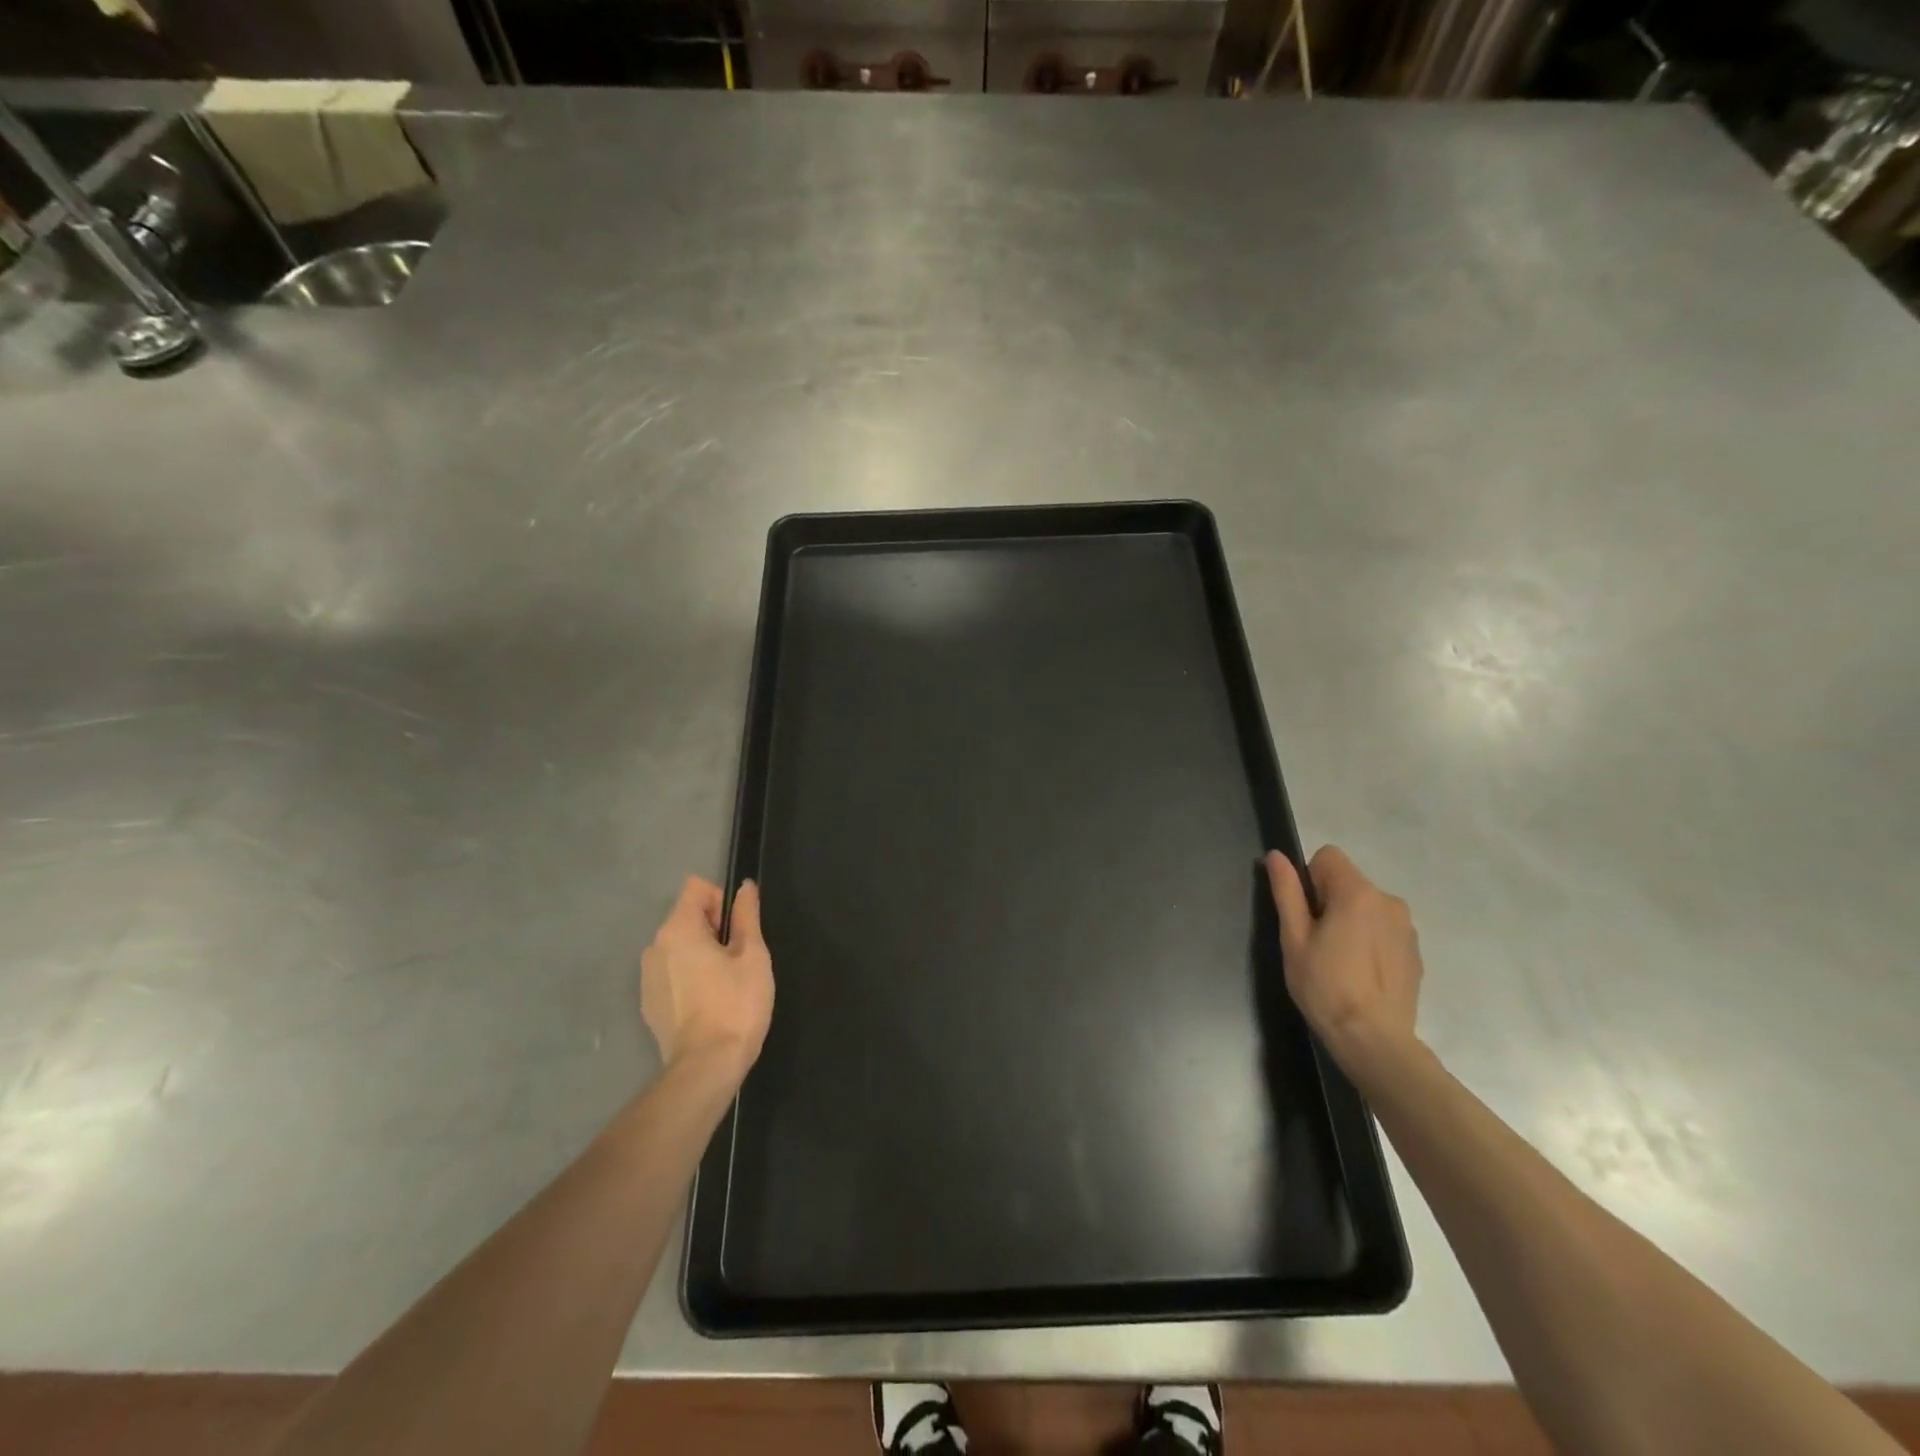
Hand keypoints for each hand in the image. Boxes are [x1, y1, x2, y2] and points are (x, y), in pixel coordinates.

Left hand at [640, 876, 773, 1079]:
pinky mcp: (649, 1002)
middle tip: (736, 960)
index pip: (696, 888)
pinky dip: (688, 977)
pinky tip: (707, 1003)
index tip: (738, 930)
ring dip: (700, 953)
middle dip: (713, 928)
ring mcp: (647, 976)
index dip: (722, 900)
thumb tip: (744, 887)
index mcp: (678, 929)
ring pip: (679, 946)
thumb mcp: (753, 955)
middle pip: (686, 916)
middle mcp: (655, 946)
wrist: (707, 1067)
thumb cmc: (736, 1004)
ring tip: (723, 984)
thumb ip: (747, 916)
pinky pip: (671, 973)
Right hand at [1265, 846, 1423, 1081]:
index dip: (1309, 879)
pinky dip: (1369, 940)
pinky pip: (1383, 929)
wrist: (1374, 1040)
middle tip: (1316, 943)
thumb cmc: (1325, 986)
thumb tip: (1276, 856)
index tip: (1305, 915)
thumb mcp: (1294, 938)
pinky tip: (1360, 974)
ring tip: (1339, 961)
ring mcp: (1406, 927)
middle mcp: (1389, 901)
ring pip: (1366, 906)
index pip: (1328, 857)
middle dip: (1329, 901)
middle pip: (1348, 881)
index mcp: (1358, 893)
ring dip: (1350, 920)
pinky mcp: (1415, 951)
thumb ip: (1287, 891)